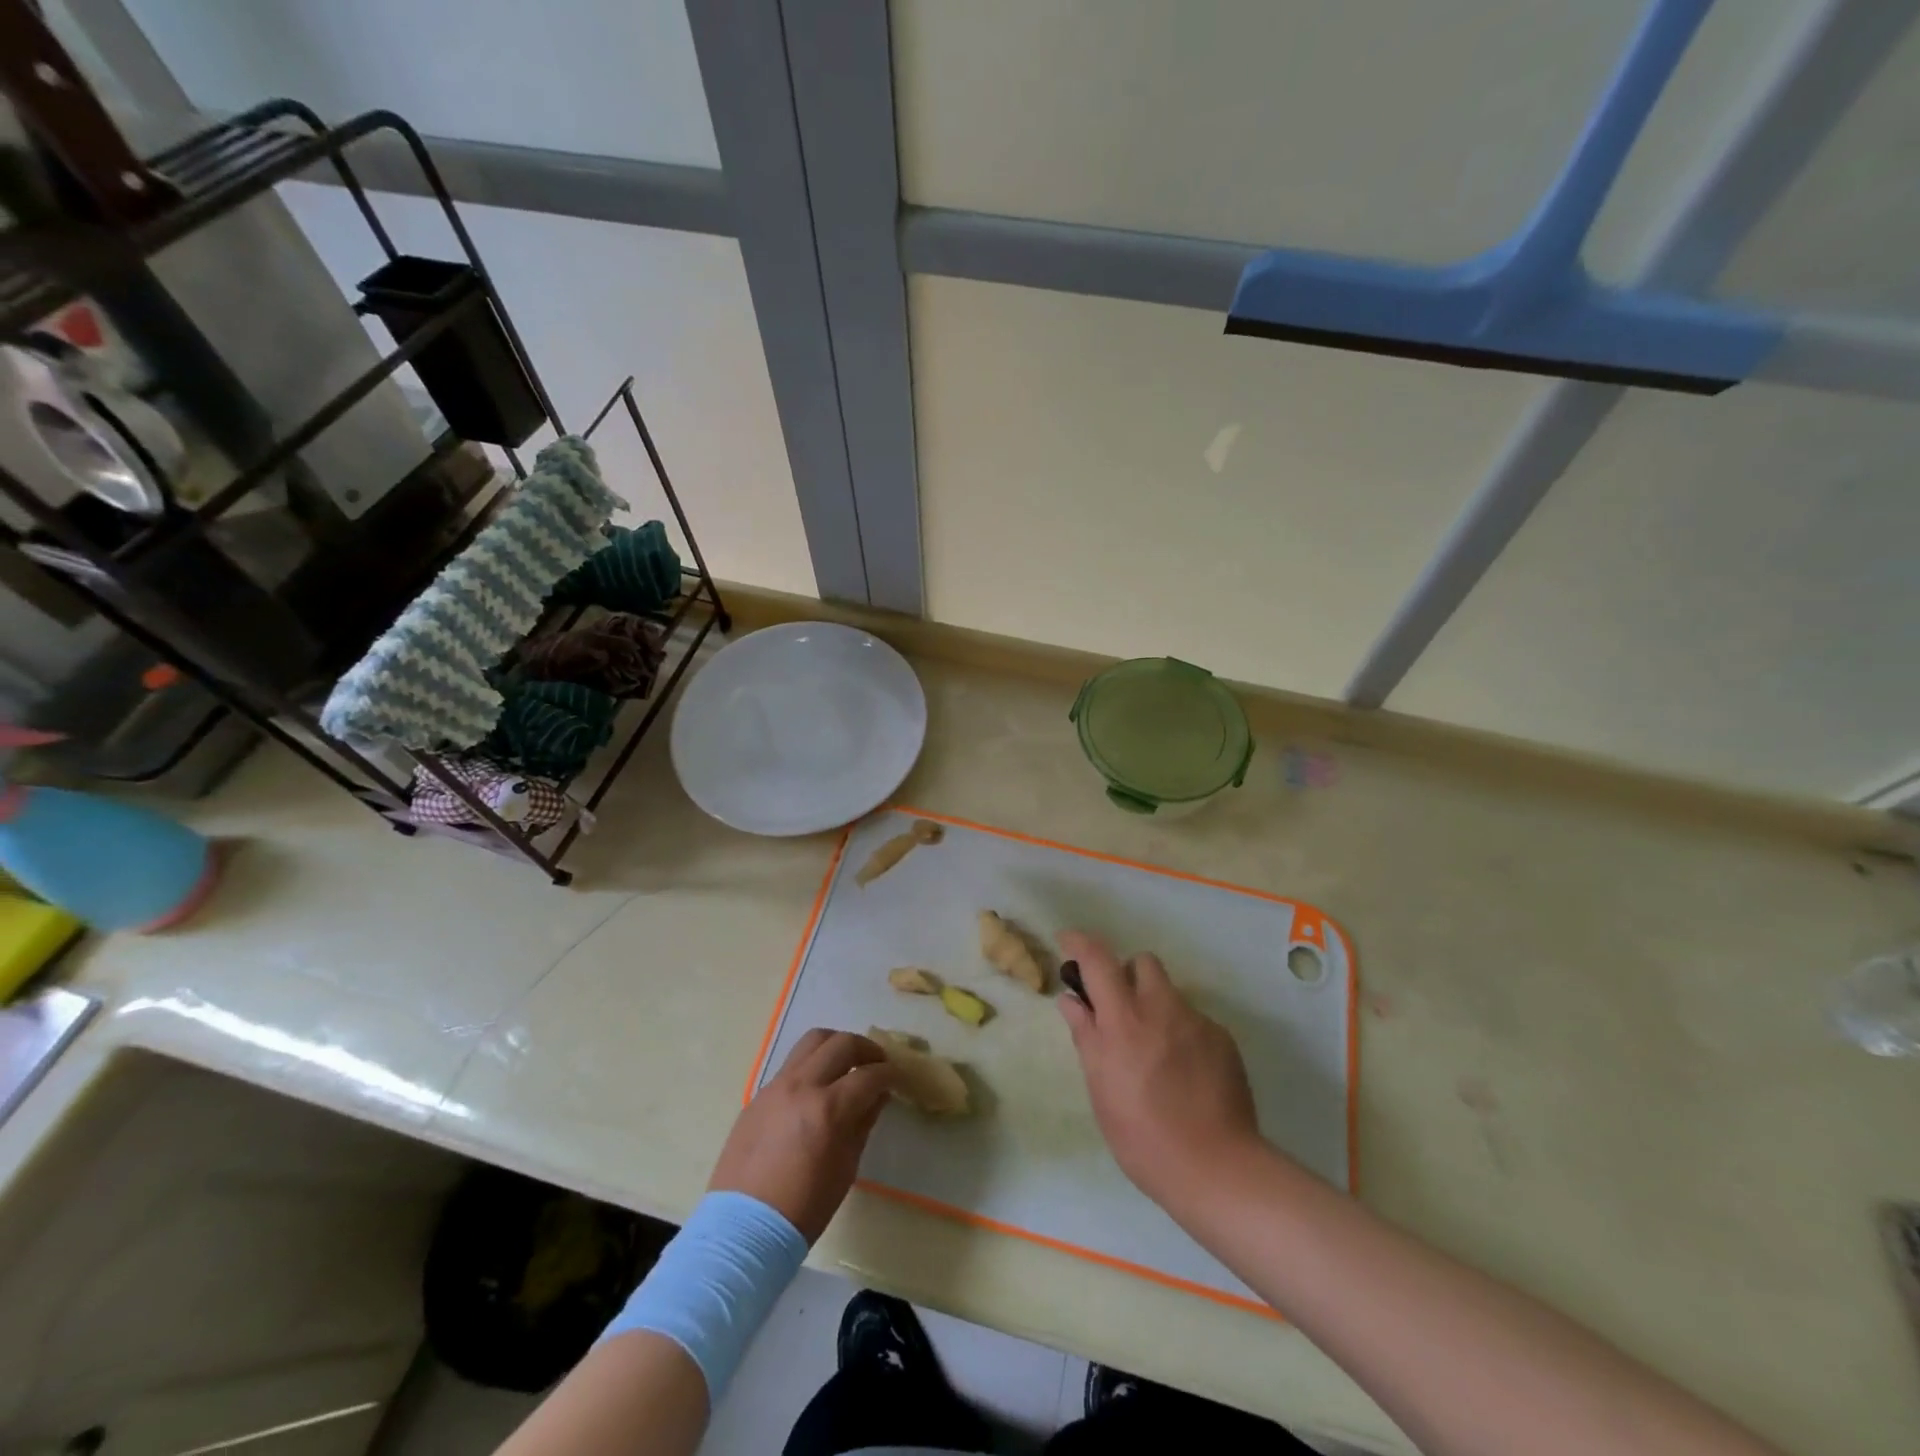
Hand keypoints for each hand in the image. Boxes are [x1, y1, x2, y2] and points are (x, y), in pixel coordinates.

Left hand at [708, 1029, 895, 1242]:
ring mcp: (776, 1086)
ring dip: (836, 1045)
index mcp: (828, 1109)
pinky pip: (791, 1064)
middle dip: (866, 1049)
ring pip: (812, 1042)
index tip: (897, 1077)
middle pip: (841, 1043)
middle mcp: (802, 1086)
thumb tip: (877, 1095)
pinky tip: (817, 1087)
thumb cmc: (804, 1208)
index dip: (889, 1073)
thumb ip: (863, 1123)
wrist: (743, 1228)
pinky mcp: (759, 1094)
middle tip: (877, 1063)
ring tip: (847, 1062)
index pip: (868, 1075)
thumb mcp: (846, 1168)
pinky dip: (811, 1065)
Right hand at [1057, 931, 1263, 1212]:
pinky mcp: (1223, 1039)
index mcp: (1124, 1019)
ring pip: (1170, 992)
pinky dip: (1181, 1033)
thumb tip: (1072, 1000)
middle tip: (1119, 1010)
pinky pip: (1194, 1020)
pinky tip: (1183, 1072)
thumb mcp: (1100, 1089)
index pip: (1098, 959)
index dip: (1079, 942)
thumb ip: (1086, 1036)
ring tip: (1154, 1050)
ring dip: (1154, 1005)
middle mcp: (1161, 1008)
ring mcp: (1197, 1021)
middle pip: (1142, 962)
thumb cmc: (1143, 1136)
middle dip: (1126, 975)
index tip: (1068, 943)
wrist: (1216, 1168)